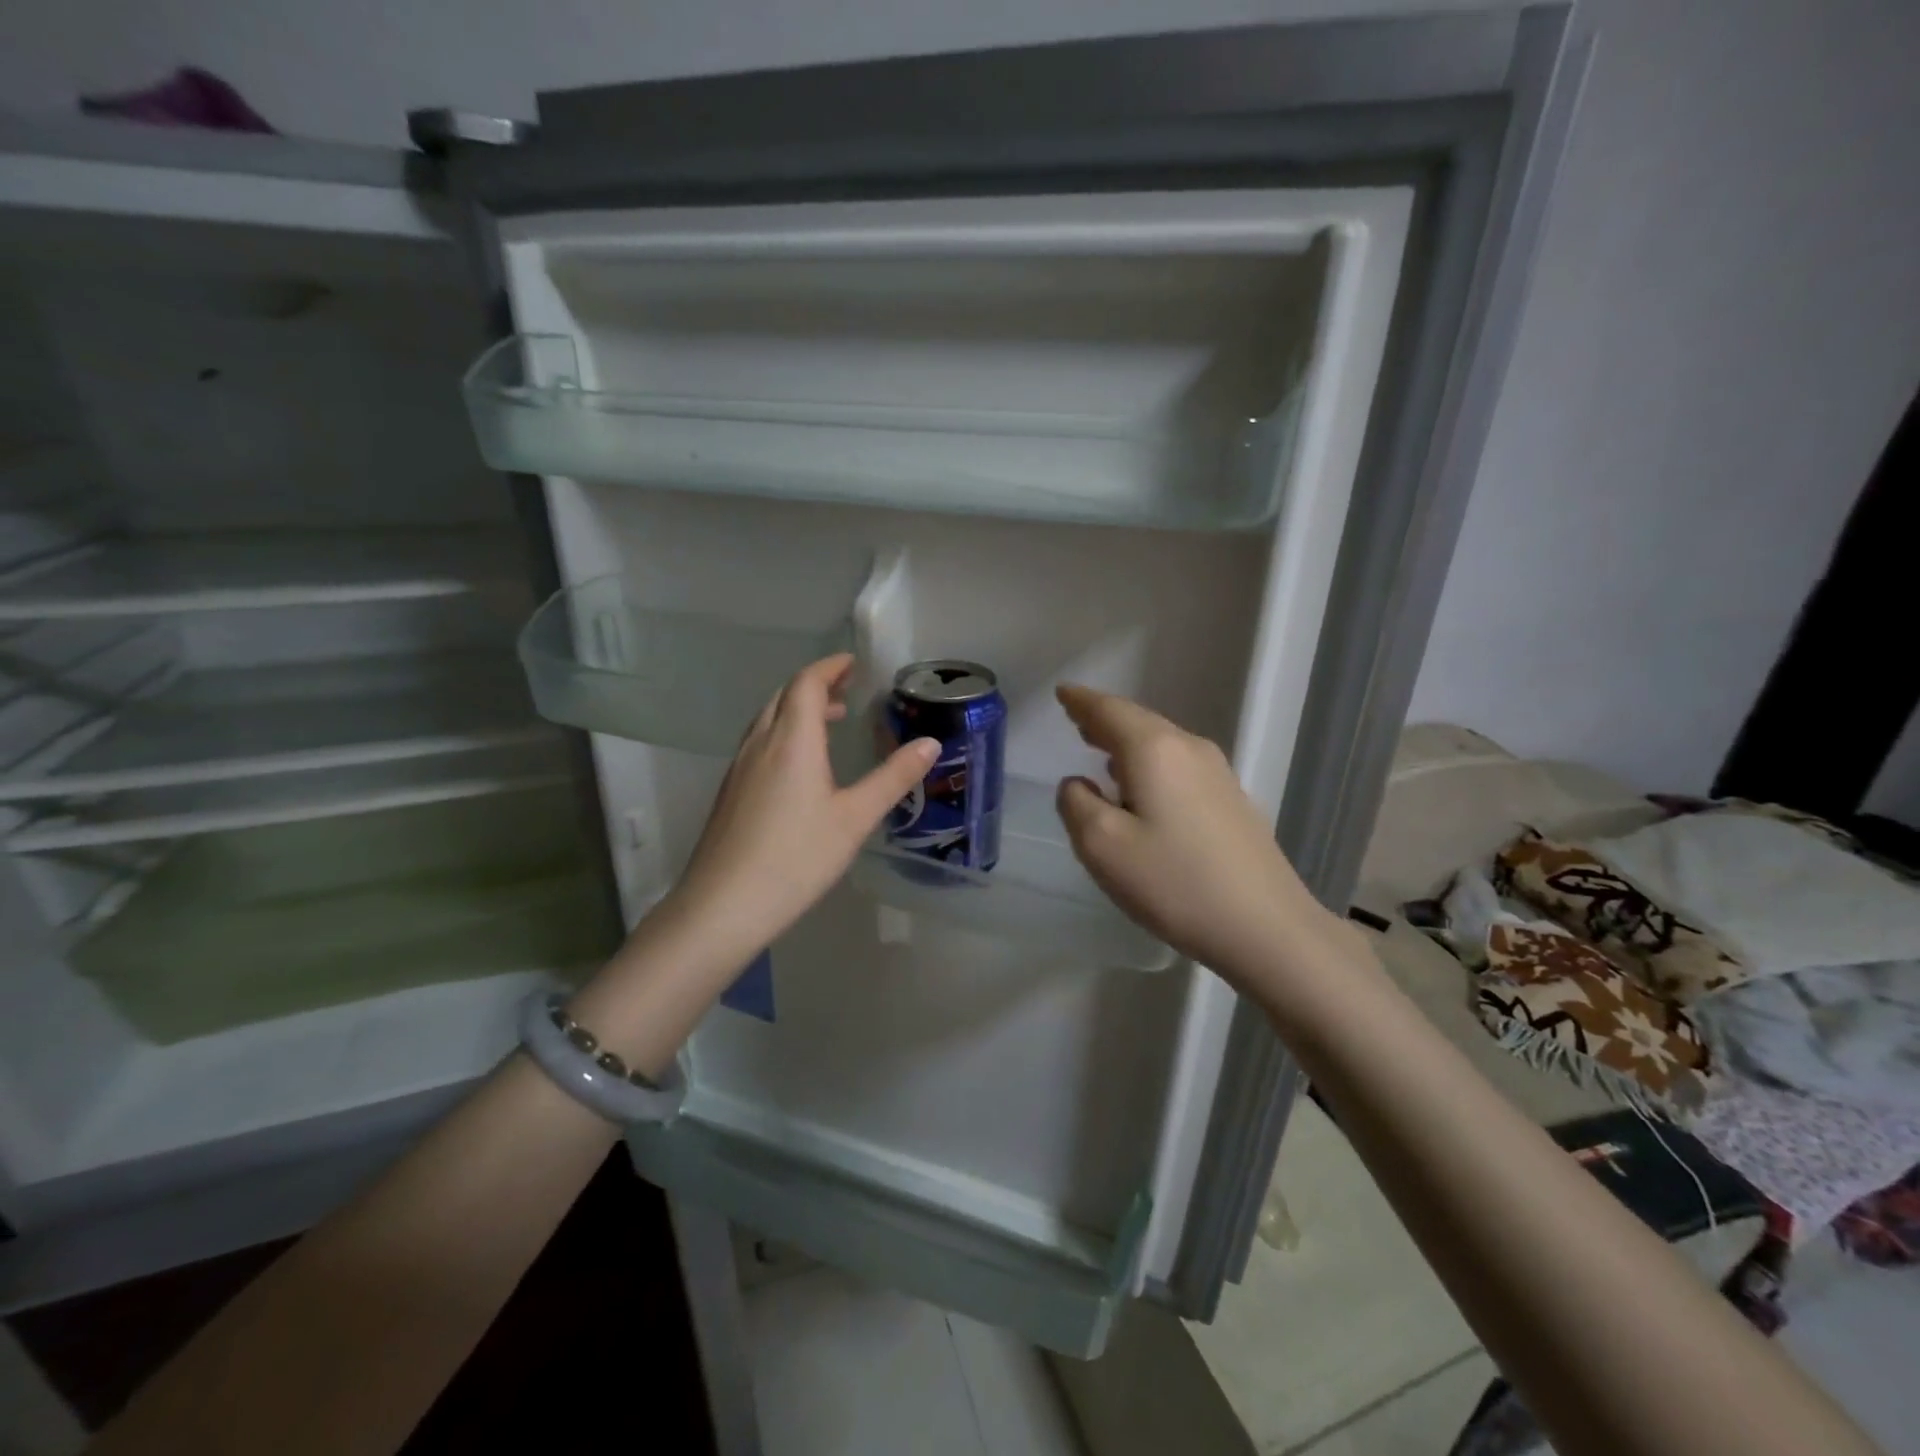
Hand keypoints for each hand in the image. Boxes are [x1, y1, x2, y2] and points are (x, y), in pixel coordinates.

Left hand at [663, 653, 937, 967]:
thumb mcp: (855, 819)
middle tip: (847, 690)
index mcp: (792, 741)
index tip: (853, 664)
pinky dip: (782, 733)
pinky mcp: (729, 792)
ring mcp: (739, 768)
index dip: (830, 668)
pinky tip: (798, 766)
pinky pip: (758, 743)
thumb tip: (930, 744)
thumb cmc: (796, 858)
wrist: (723, 905)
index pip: (807, 684)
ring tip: (829, 722)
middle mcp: (760, 744)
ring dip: (797, 710)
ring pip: (767, 720)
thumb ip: (893, 778)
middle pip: (784, 696)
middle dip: (816, 685)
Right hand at [1054, 684, 1348, 985]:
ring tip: (1101, 750)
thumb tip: (1077, 784)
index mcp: (1154, 750)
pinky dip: (1150, 764)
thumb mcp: (1103, 847)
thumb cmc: (1174, 883)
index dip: (1081, 700)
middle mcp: (1189, 749)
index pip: (1109, 710)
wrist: (1265, 927)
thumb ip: (1077, 805)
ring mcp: (1217, 774)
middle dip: (1104, 719)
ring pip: (1161, 744)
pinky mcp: (1232, 801)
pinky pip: (1178, 766)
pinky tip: (1143, 786)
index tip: (1062, 691)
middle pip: (1138, 722)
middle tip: (1076, 717)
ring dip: (1127, 743)